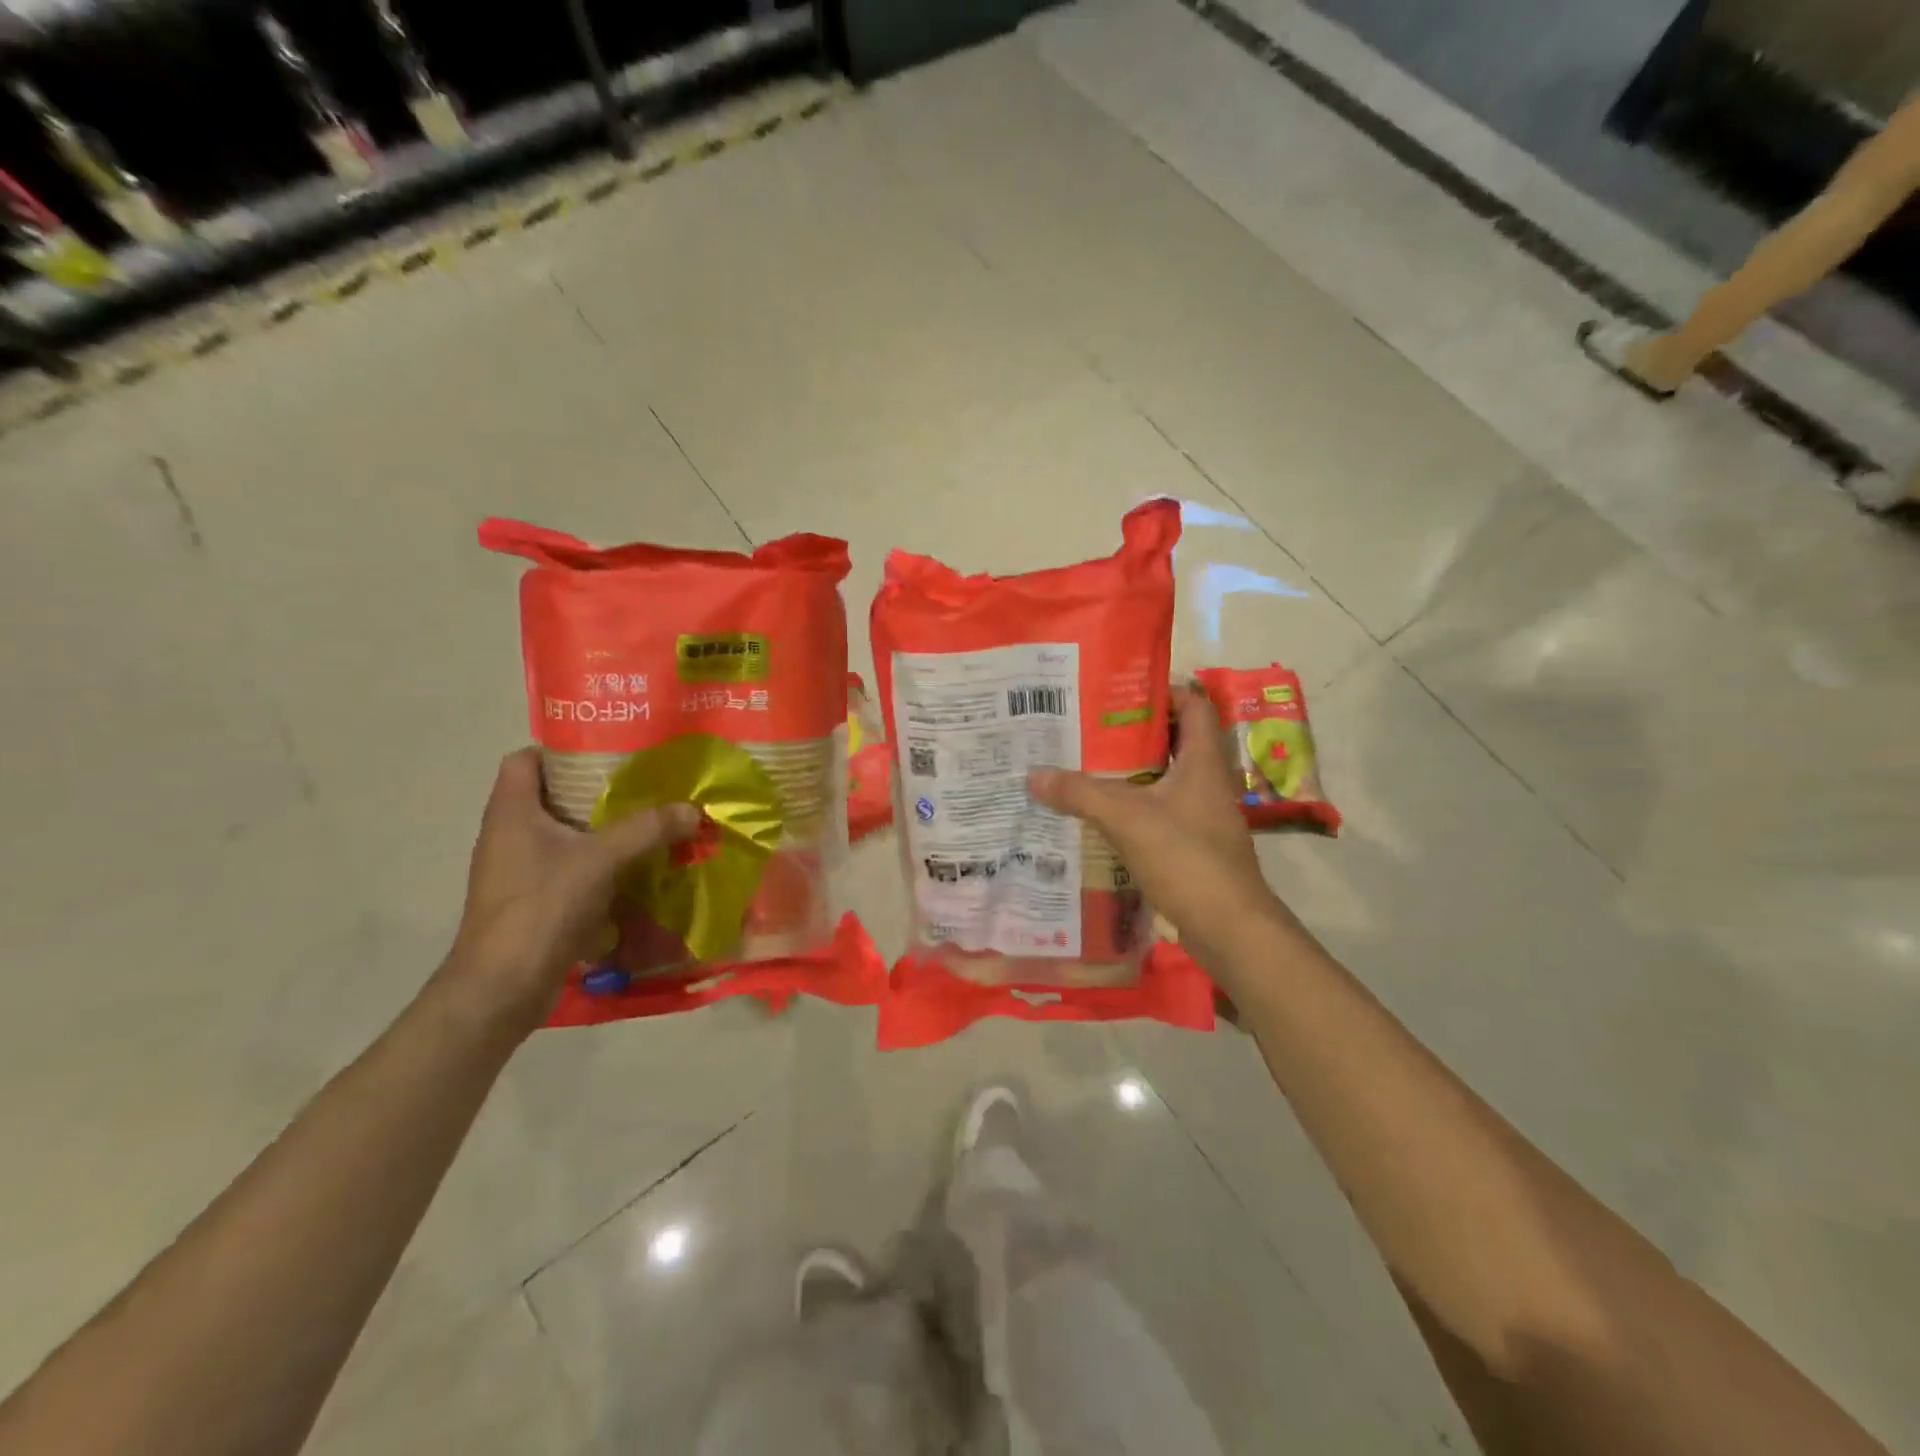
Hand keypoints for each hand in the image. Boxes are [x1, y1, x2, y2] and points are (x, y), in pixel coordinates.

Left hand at [440, 749, 698, 1034]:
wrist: (502, 987)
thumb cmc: (541, 907)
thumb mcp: (601, 860)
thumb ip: (648, 830)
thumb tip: (694, 810)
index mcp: (512, 812)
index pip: (526, 759)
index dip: (562, 749)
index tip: (609, 752)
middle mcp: (509, 834)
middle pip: (552, 795)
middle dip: (598, 788)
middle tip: (644, 784)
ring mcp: (518, 869)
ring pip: (564, 833)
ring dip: (603, 827)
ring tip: (649, 820)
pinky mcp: (532, 898)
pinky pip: (569, 865)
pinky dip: (600, 861)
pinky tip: (635, 866)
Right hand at [1029, 687, 1299, 979]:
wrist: (1229, 927)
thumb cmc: (1186, 858)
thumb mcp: (1127, 818)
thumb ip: (1080, 793)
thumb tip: (1034, 775)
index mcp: (1203, 760)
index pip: (1193, 705)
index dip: (1162, 691)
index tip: (1119, 692)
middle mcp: (1207, 781)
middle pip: (1174, 740)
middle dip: (1134, 732)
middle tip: (1089, 728)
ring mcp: (1203, 815)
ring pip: (1165, 779)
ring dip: (1131, 772)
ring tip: (1086, 766)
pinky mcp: (1194, 845)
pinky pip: (1161, 812)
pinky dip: (1134, 806)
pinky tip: (1101, 814)